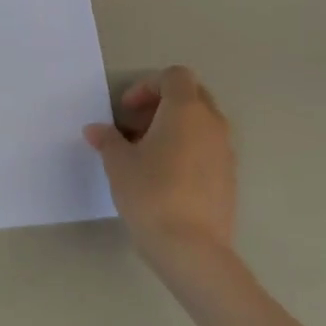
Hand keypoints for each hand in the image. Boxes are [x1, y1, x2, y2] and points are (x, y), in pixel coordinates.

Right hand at [85, 67, 238, 276]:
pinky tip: (165, 176)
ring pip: (201, 124)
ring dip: (175, 128)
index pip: (173, 76)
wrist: (191, 249)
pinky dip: (188, 149)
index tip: (126, 111)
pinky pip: (208, 148)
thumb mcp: (118, 163)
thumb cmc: (150, 193)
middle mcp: (212, 124)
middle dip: (162, 104)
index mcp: (186, 110)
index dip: (147, 86)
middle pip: (192, 95)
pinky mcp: (229, 178)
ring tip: (147, 154)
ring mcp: (226, 151)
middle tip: (136, 126)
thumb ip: (107, 140)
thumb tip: (96, 130)